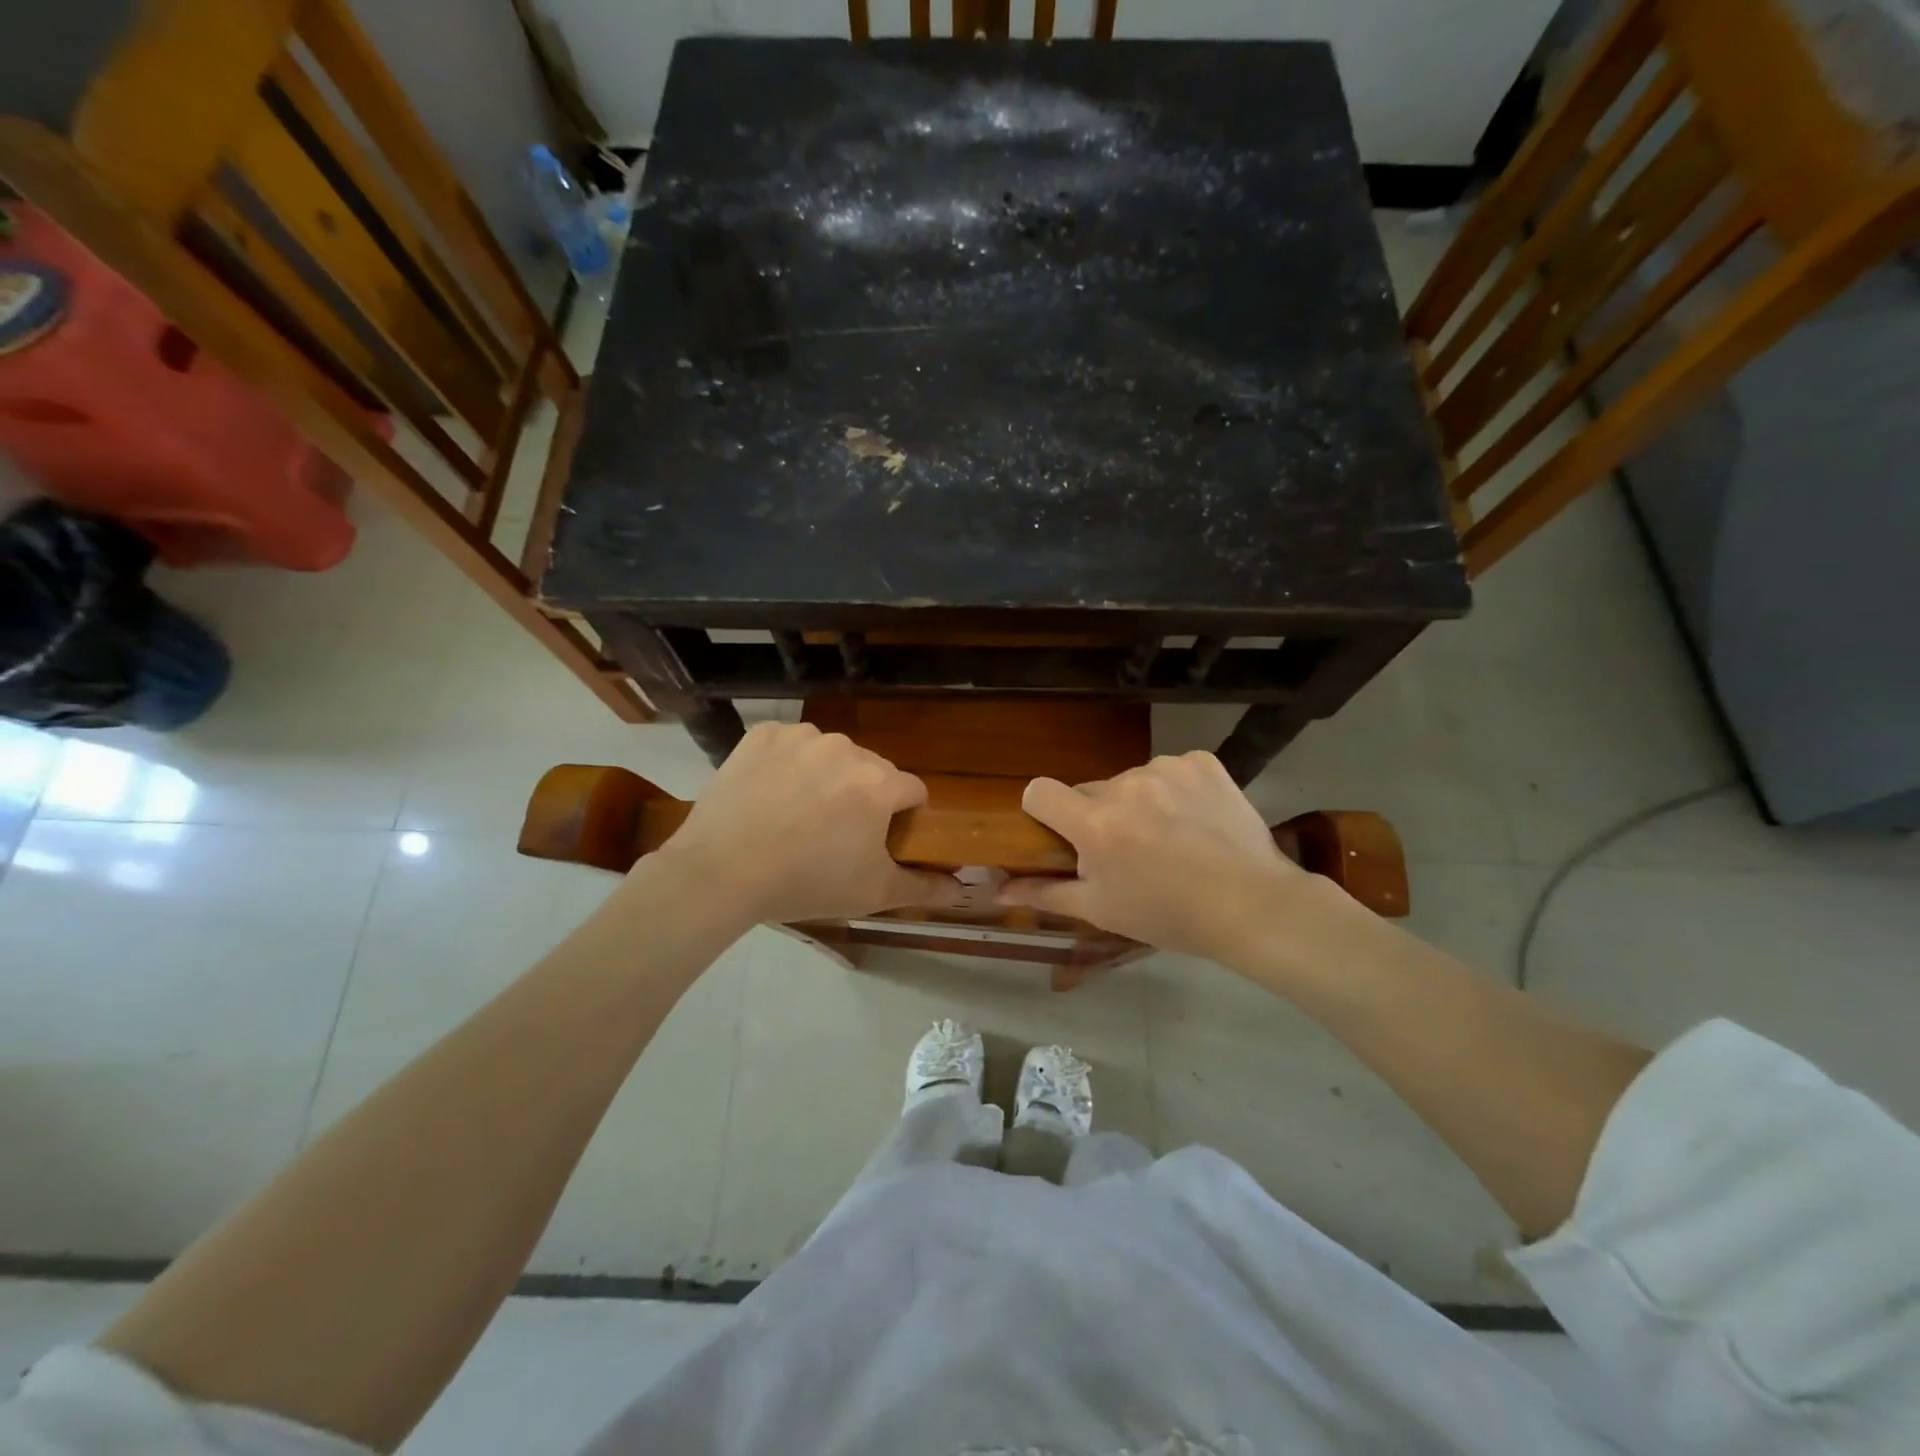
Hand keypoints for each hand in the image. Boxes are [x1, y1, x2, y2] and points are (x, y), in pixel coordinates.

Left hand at [651, 722, 955, 926]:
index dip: (904, 817)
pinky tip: (771, 795)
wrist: (720, 872)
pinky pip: (791, 745)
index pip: (913, 790)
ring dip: (827, 778)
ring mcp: (801, 737)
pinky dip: (788, 764)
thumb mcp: (873, 893)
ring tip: (798, 816)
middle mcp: (846, 749)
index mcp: (879, 783)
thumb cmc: (806, 884)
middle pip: (872, 770)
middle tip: (835, 835)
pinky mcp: (763, 735)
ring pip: (832, 755)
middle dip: (864, 797)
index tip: (882, 840)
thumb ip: (925, 888)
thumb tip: (964, 891)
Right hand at [998, 751, 1313, 962]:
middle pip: (1089, 790)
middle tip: (1128, 852)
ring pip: (1131, 780)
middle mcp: (1125, 784)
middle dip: (1097, 816)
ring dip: (1138, 803)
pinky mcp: (1202, 762)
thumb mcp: (1101, 909)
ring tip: (1170, 839)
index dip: (1043, 812)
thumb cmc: (1169, 915)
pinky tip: (1196, 820)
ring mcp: (1167, 768)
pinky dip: (1175, 790)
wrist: (1254, 905)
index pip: (1039, 790)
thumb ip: (1044, 893)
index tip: (1063, 836)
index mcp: (1095, 823)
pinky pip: (1170, 769)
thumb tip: (997, 889)